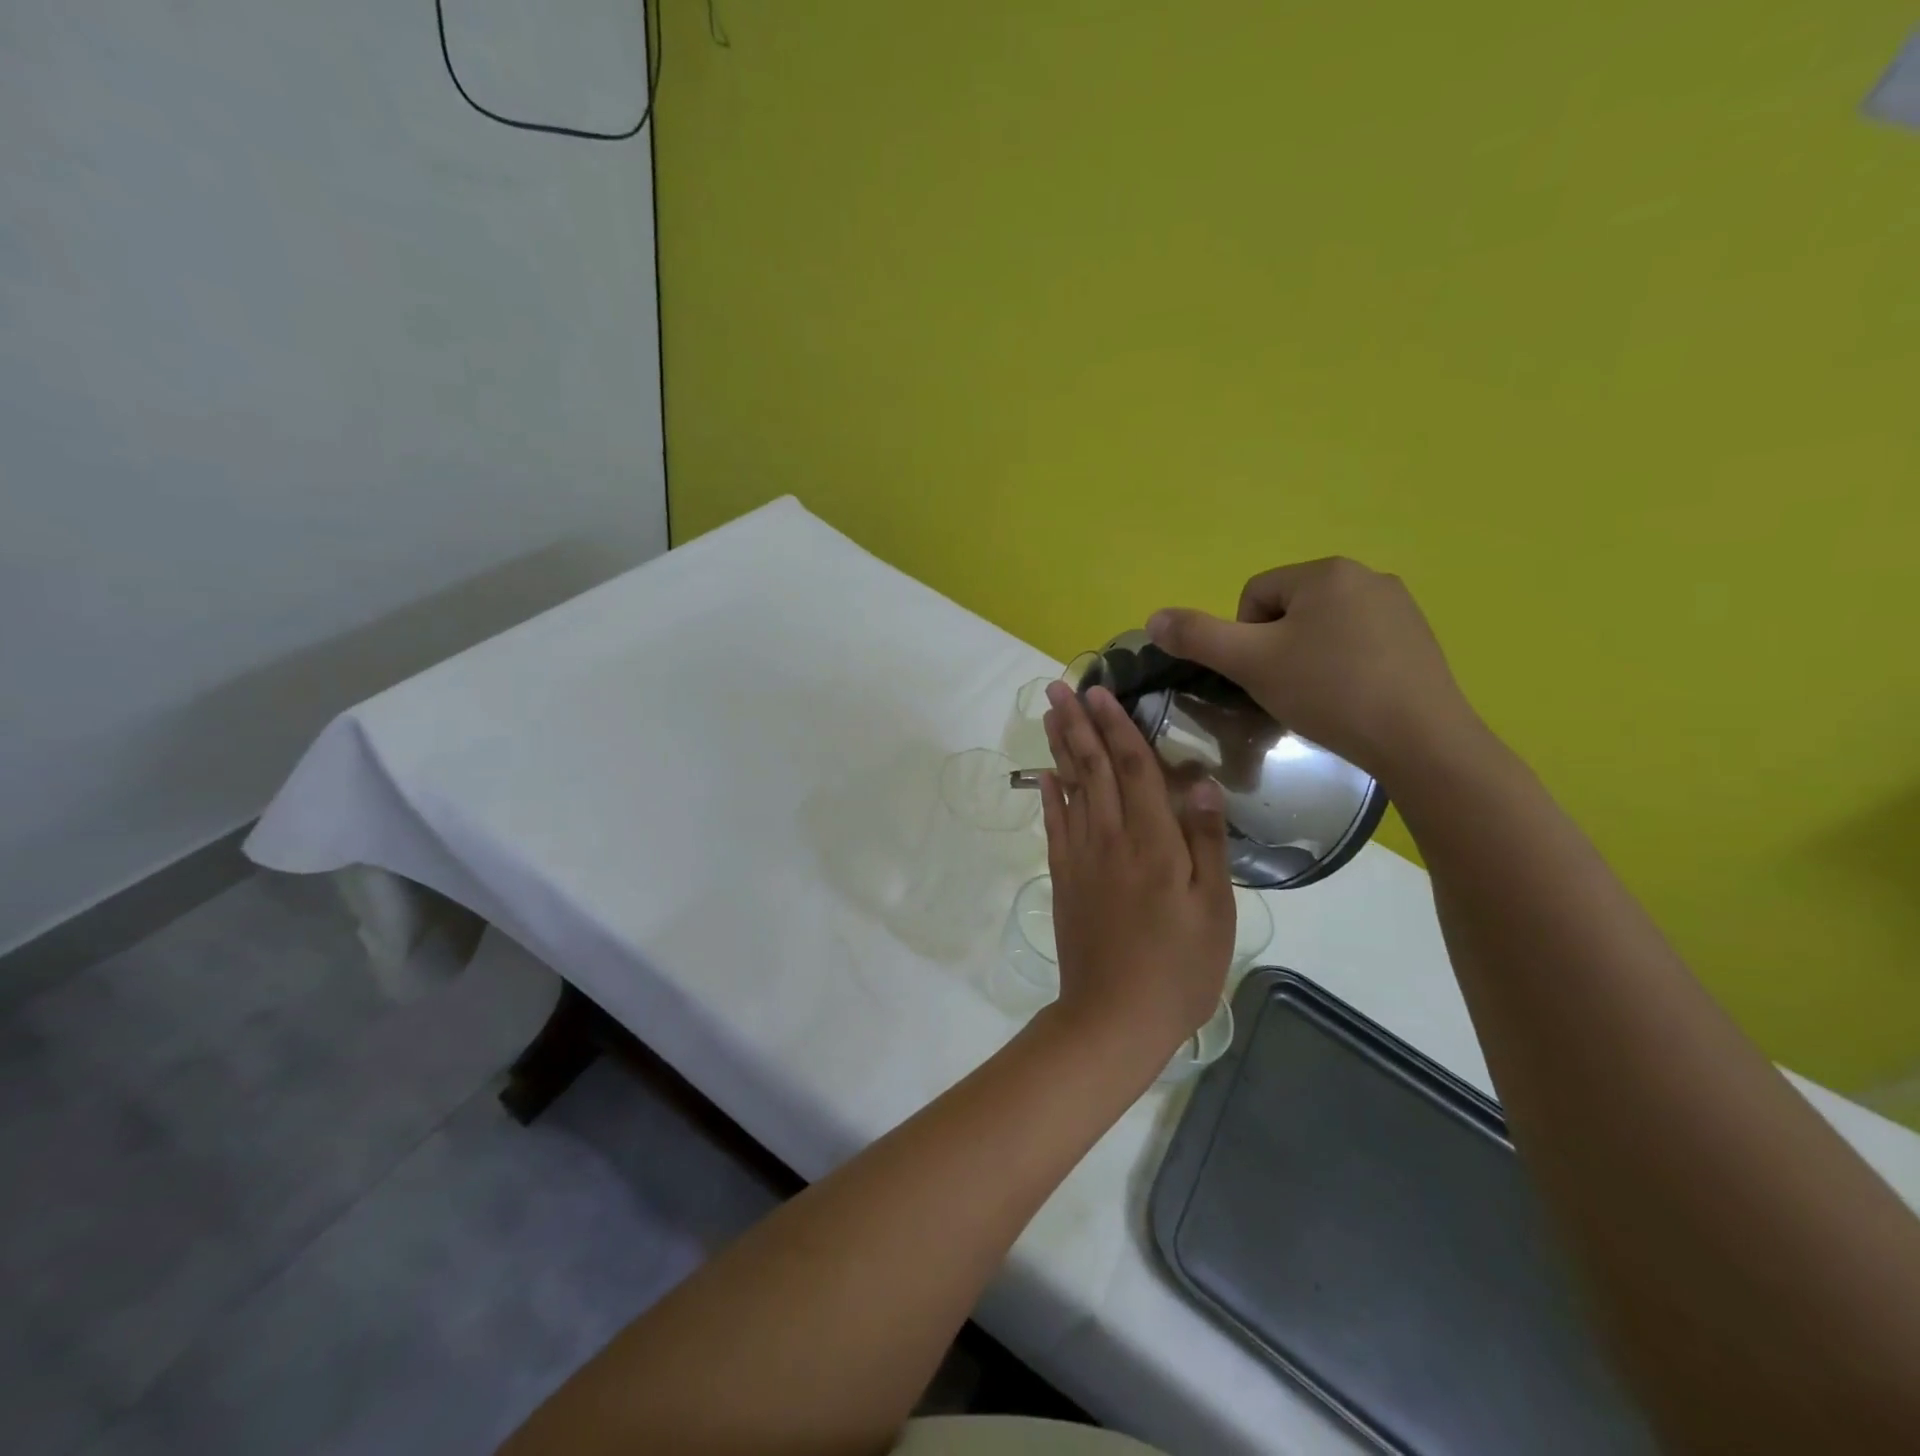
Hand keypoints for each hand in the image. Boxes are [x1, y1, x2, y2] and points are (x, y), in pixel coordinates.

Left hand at [1038, 681, 1234, 1057]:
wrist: (1114, 1016)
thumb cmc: (1178, 967)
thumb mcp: (1214, 908)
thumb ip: (1206, 841)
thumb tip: (1200, 782)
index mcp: (1153, 841)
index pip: (1134, 768)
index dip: (1117, 726)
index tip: (1101, 691)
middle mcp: (1110, 838)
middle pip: (1094, 768)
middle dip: (1077, 723)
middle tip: (1060, 685)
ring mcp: (1081, 857)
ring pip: (1070, 788)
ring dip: (1060, 747)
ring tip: (1049, 713)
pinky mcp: (1064, 878)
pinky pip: (1054, 825)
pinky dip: (1048, 795)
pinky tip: (1044, 775)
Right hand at [1146, 557, 1481, 782]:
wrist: (1420, 740)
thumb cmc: (1329, 692)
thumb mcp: (1250, 663)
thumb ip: (1198, 637)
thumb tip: (1152, 618)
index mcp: (1326, 572)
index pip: (1254, 596)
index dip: (1244, 639)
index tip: (1261, 676)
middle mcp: (1367, 576)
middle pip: (1289, 611)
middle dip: (1277, 649)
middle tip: (1286, 690)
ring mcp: (1400, 607)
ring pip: (1323, 629)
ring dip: (1308, 659)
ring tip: (1319, 699)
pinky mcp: (1420, 639)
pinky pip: (1359, 644)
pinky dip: (1344, 668)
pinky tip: (1351, 700)